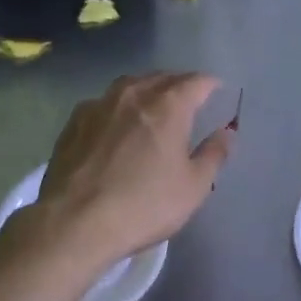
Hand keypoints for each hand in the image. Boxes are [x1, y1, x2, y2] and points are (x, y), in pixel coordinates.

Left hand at [32, 73, 233, 266]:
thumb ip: (214, 154)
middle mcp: (133, 94)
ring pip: (129, 85)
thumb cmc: (144, 205)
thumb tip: (227, 132)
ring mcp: (99, 105)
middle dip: (179, 84)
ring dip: (146, 90)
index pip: (196, 81)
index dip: (210, 84)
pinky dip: (117, 107)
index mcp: (168, 106)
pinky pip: (103, 103)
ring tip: (153, 106)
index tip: (217, 91)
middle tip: (189, 100)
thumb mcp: (193, 187)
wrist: (75, 223)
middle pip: (162, 78)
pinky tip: (116, 125)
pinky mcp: (74, 122)